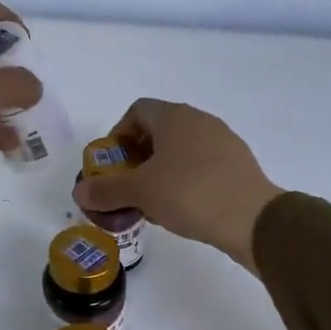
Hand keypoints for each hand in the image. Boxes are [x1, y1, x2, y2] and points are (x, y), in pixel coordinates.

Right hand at [73, 99, 283, 272]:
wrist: (251, 218)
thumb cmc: (189, 193)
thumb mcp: (140, 192)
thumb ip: (106, 190)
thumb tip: (79, 191)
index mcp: (174, 117)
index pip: (137, 111)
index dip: (118, 134)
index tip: (113, 164)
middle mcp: (200, 121)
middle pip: (159, 131)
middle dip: (138, 158)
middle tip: (128, 187)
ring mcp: (223, 141)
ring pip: (181, 151)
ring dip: (161, 172)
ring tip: (152, 203)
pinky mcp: (238, 165)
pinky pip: (202, 166)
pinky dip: (185, 181)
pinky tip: (181, 210)